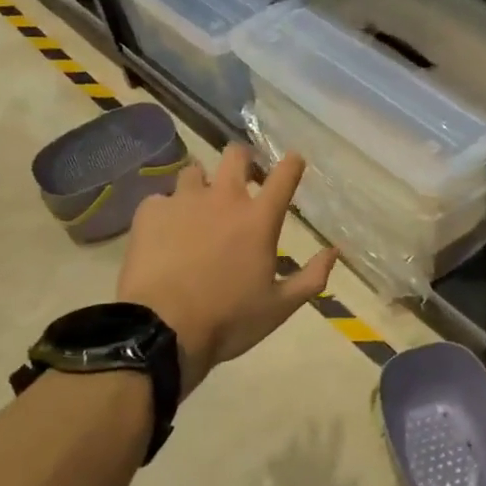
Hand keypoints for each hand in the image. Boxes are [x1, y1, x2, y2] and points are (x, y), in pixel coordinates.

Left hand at [117, 146, 335, 396]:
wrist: (162, 330)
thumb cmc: (229, 320)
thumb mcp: (279, 307)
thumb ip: (312, 277)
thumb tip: (334, 252)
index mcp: (259, 220)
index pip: (284, 176)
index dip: (292, 163)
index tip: (294, 161)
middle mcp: (223, 199)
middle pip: (236, 155)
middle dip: (243, 160)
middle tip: (242, 178)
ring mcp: (183, 201)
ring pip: (194, 171)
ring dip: (201, 184)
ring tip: (197, 207)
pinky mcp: (150, 212)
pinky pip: (160, 200)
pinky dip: (166, 212)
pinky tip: (163, 234)